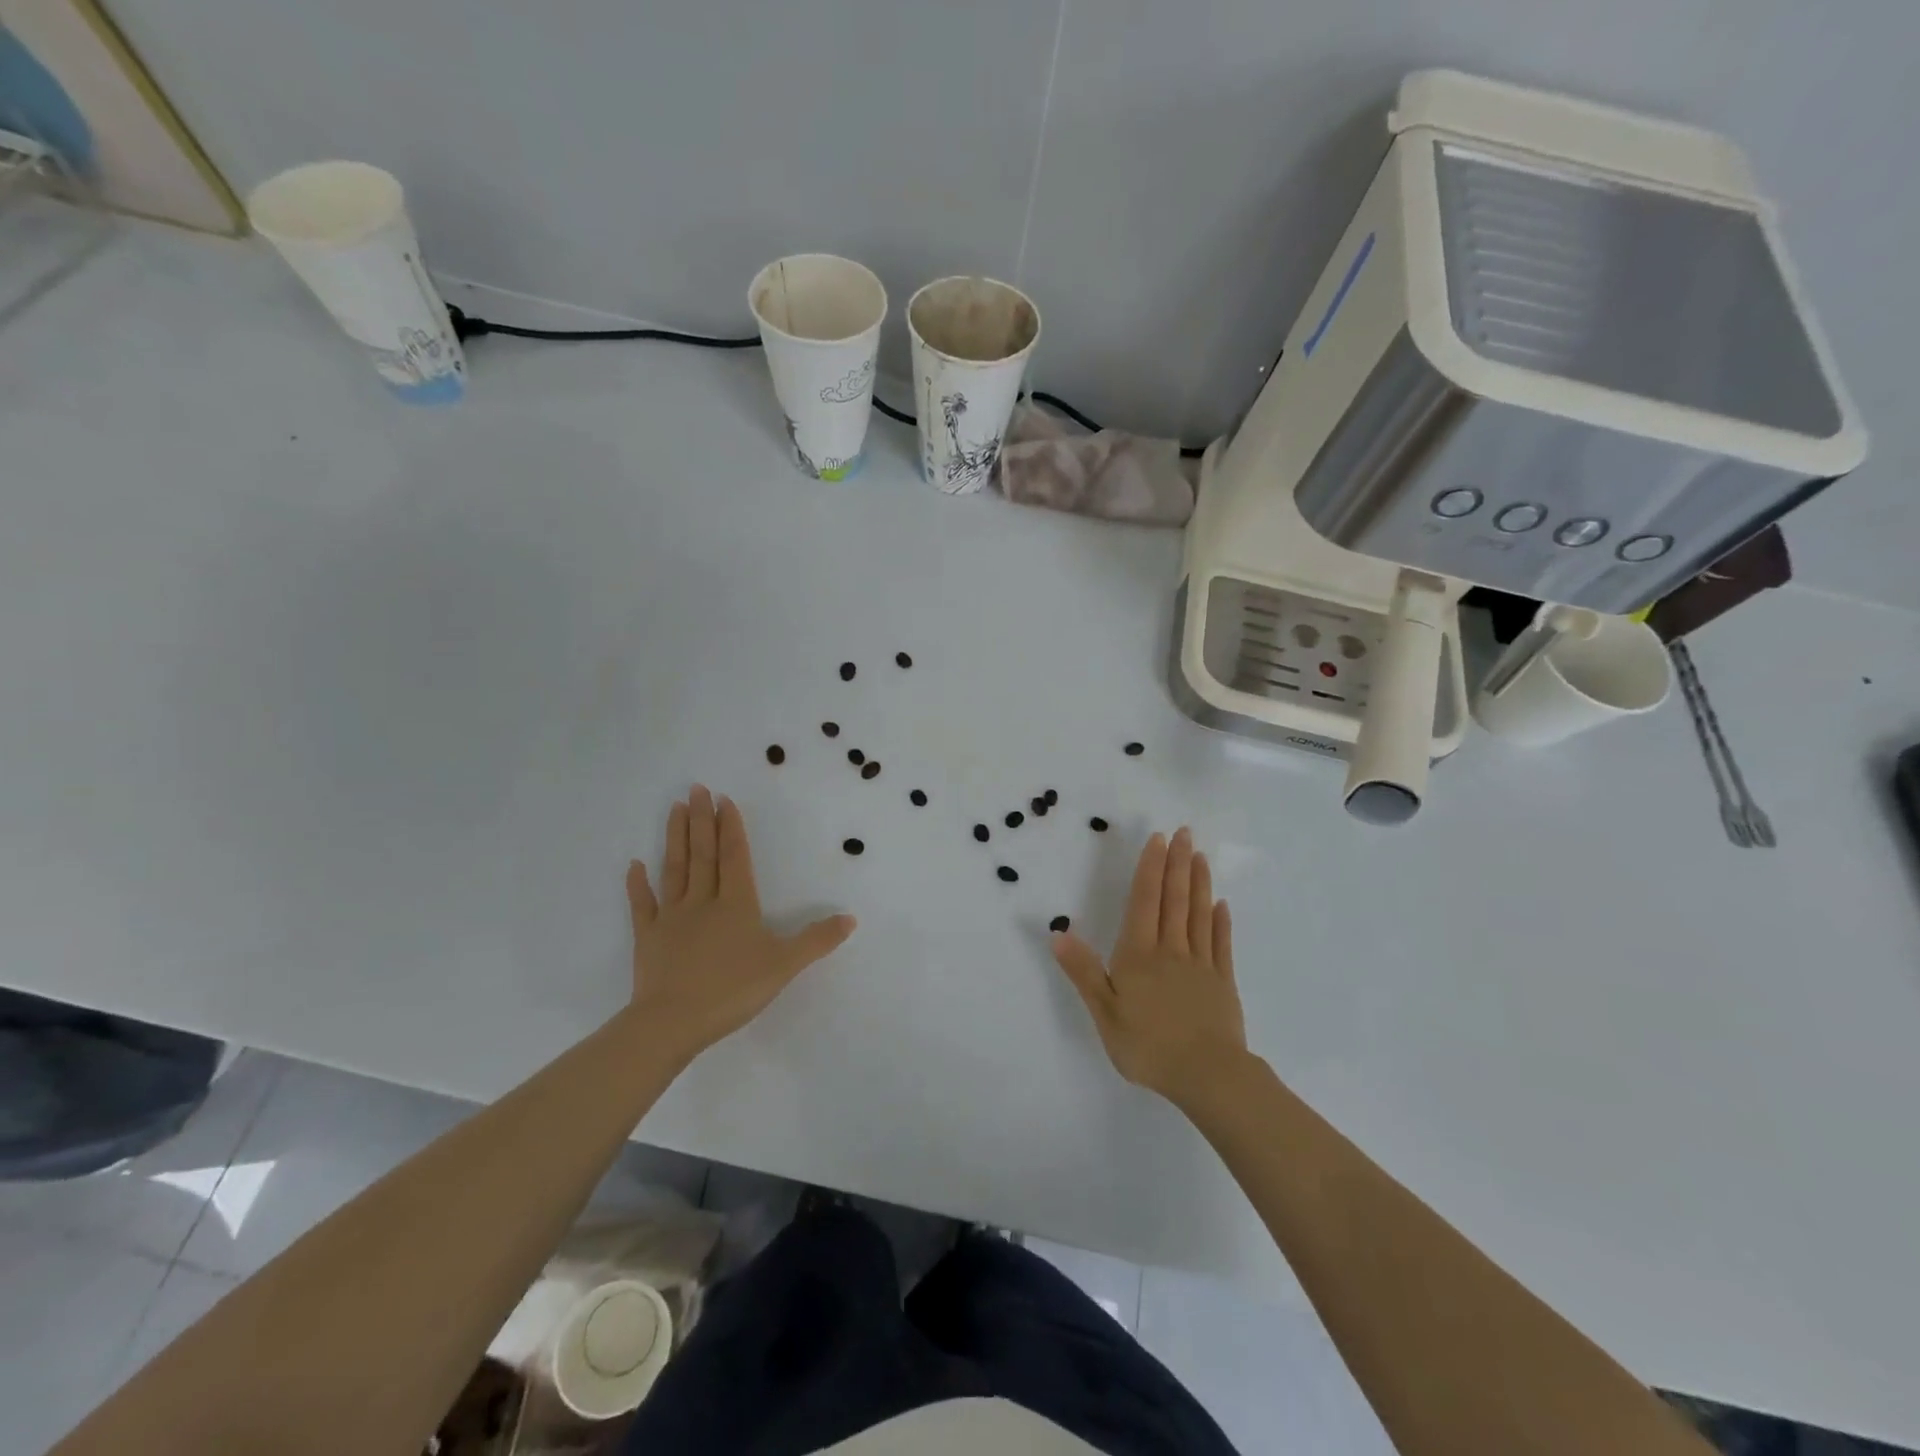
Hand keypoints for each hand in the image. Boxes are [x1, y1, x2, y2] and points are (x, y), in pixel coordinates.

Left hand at [626, 786, 855, 1065]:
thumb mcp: (784, 965)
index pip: (734, 856)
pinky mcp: (648, 938)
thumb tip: (851, 918)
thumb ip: (817, 940)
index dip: (731, 827)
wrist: (673, 1022)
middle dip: (701, 820)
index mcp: (736, 904)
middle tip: (696, 789)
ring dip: (675, 838)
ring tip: (674, 808)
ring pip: (675, 869)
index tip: (723, 799)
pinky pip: (642, 905)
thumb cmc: (732, 990)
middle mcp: (703, 901)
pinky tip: (634, 865)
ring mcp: (672, 918)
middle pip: (703, 854)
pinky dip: (637, 885)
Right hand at [1051, 827, 1246, 1108]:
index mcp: (1139, 954)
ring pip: (1199, 915)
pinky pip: (1221, 945)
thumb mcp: (1104, 1012)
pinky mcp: (1222, 983)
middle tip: (1185, 833)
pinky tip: (1221, 905)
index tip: (1159, 840)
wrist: (1207, 1076)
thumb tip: (1058, 933)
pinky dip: (1220, 922)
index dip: (1150, 869)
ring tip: (1200, 856)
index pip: (1144, 901)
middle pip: (1174, 900)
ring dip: (1199, 884)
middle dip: (1177, 864)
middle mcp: (1171, 950)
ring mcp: (1201, 965)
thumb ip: (1083, 971)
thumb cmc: (1148, 1045)